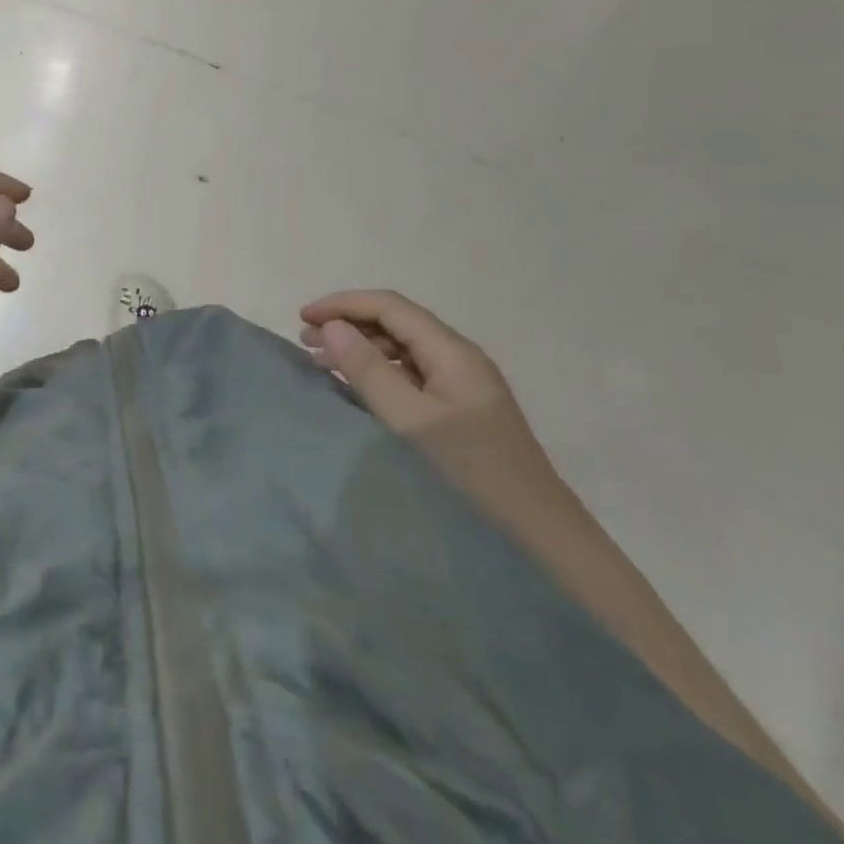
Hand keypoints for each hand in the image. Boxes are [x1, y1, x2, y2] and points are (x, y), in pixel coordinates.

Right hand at [300, 291, 561, 514]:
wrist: (539, 539)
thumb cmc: (470, 475)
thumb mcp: (410, 421)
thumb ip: (368, 371)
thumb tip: (333, 326)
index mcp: (452, 352)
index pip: (390, 306)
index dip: (343, 304)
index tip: (303, 316)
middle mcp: (459, 359)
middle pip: (396, 323)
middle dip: (349, 324)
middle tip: (305, 340)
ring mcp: (462, 387)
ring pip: (402, 350)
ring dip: (361, 349)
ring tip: (321, 361)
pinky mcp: (460, 413)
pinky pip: (410, 376)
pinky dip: (377, 373)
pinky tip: (357, 388)